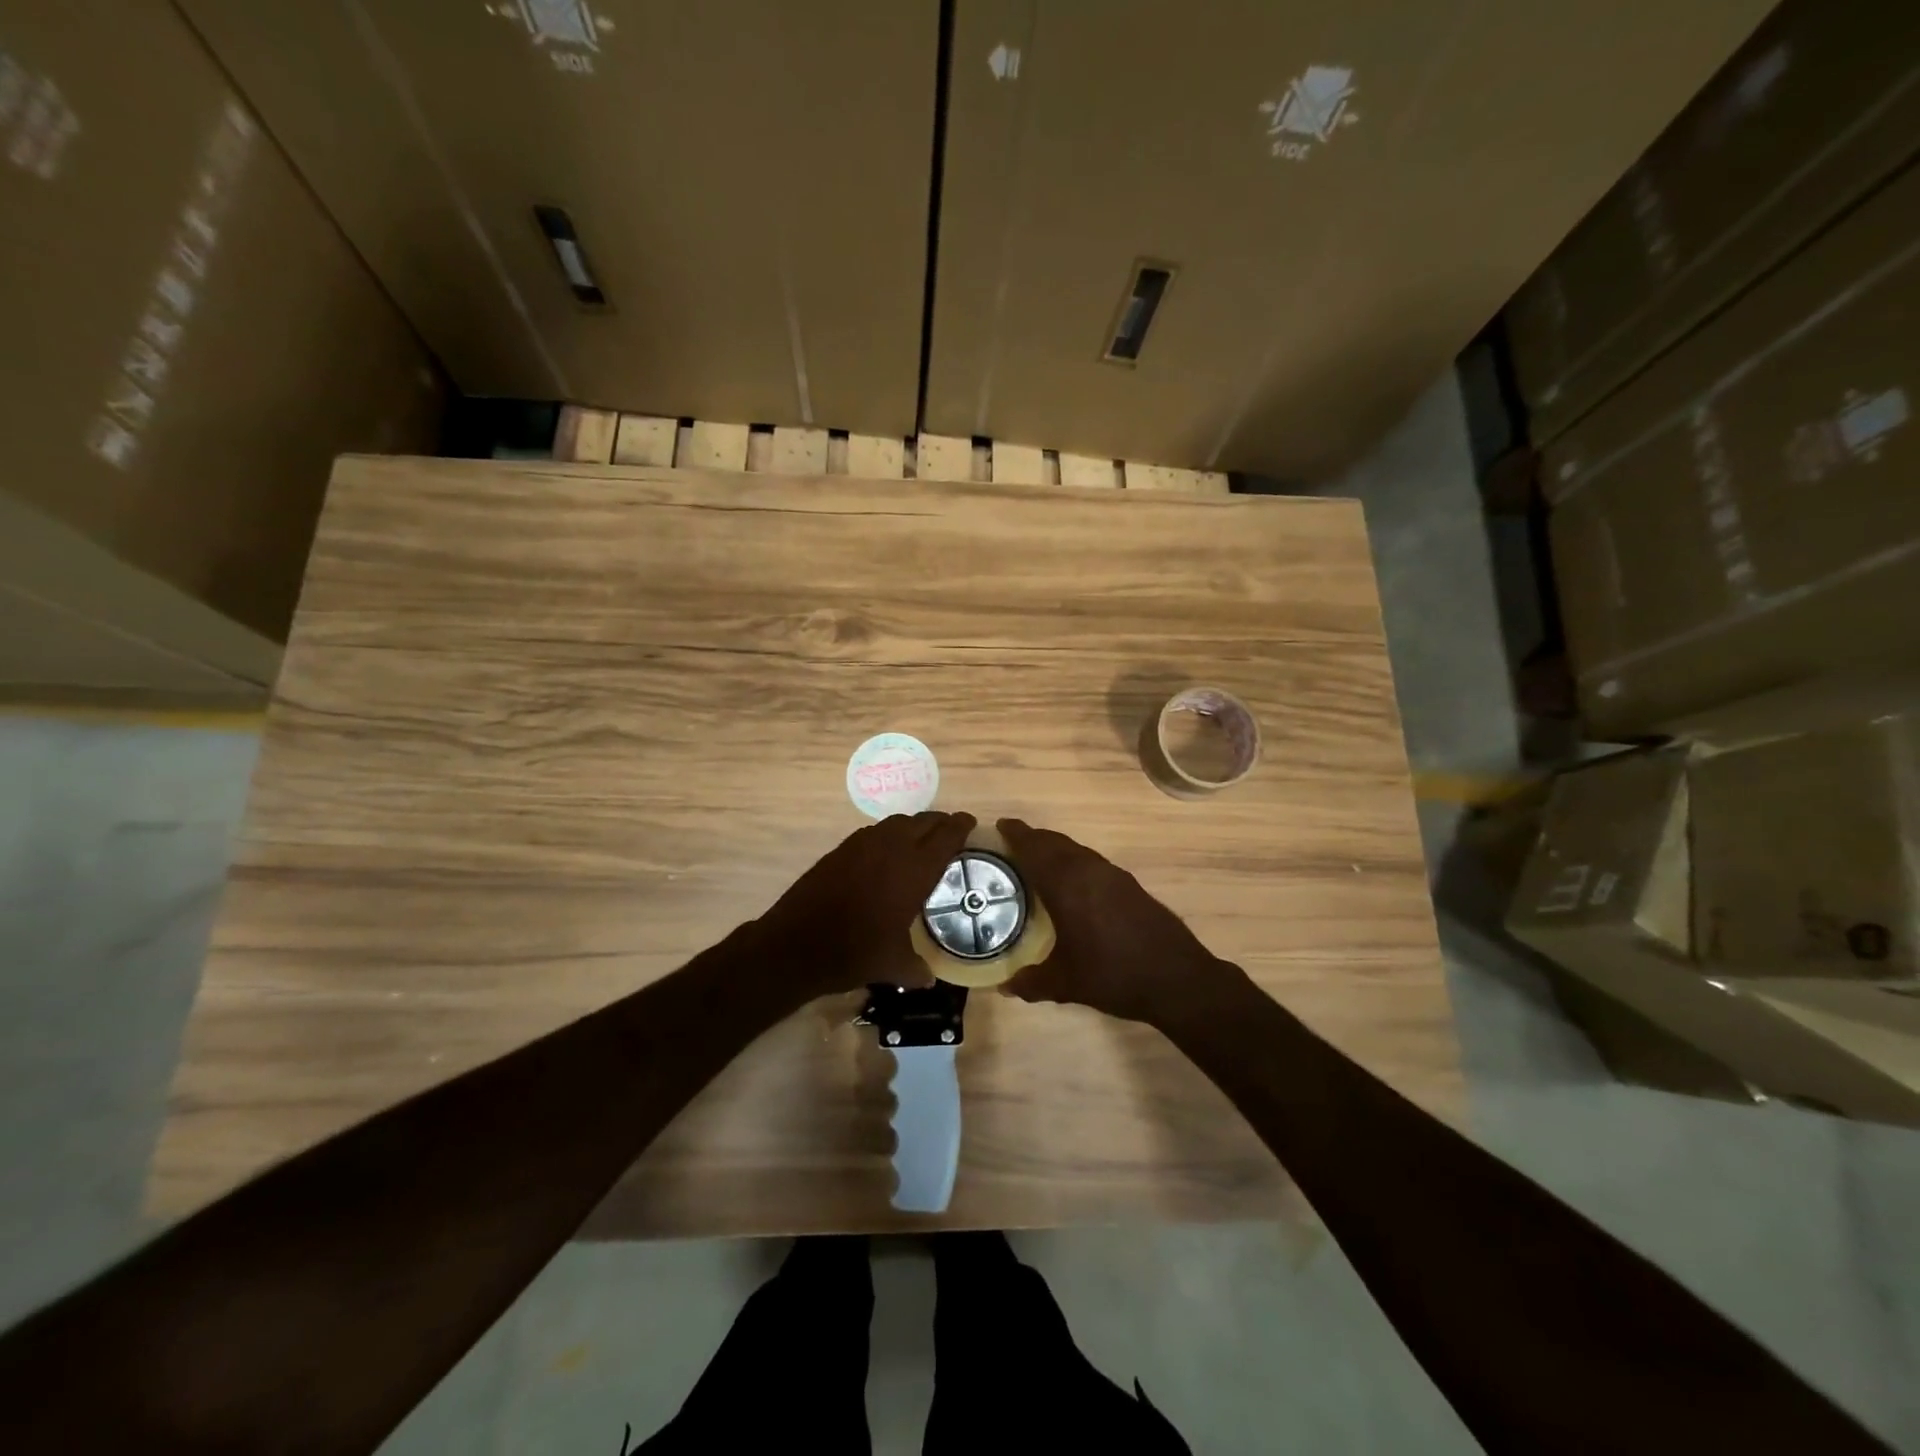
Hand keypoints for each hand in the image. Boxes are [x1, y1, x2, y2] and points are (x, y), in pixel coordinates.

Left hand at [753, 811, 976, 1001]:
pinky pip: (874, 832)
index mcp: (914, 870)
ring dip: (914, 826)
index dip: (960, 826)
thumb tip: (929, 979)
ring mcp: (863, 844)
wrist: (796, 944)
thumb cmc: (854, 952)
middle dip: (940, 822)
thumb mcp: (893, 965)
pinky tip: (886, 853)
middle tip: (951, 830)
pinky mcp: (841, 849)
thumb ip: (916, 969)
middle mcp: (892, 848)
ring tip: (921, 839)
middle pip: (923, 821)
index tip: (970, 822)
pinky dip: (888, 835)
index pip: (946, 836)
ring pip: (897, 822)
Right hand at [998, 818, 1246, 1027]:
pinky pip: (1093, 862)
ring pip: (1077, 850)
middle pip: (1056, 842)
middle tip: (1013, 844)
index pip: (1035, 848)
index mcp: (1067, 885)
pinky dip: (1075, 862)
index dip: (1016, 834)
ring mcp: (1114, 876)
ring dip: (1056, 849)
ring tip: (1039, 862)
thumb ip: (1032, 982)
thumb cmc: (1113, 976)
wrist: (1177, 979)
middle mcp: (1089, 870)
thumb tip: (1006, 985)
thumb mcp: (1066, 984)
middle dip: (1034, 839)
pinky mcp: (1131, 885)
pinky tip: (1073, 885)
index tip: (1000, 825)